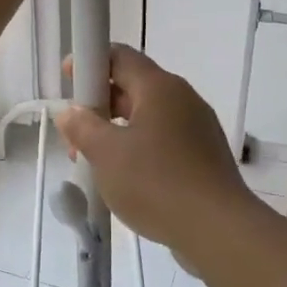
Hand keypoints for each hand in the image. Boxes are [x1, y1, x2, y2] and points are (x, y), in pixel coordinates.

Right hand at [55, 45, 254, 251]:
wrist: (218, 231)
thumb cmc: (156, 182)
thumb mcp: (106, 154)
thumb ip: (82, 127)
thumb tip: (70, 113)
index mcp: (159, 87)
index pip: (120, 56)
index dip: (90, 62)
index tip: (68, 81)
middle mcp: (182, 98)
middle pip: (133, 86)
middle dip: (99, 104)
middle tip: (76, 133)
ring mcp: (198, 127)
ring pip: (148, 116)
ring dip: (117, 130)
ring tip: (96, 161)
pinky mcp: (205, 155)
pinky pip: (164, 140)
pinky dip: (140, 149)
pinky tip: (127, 178)